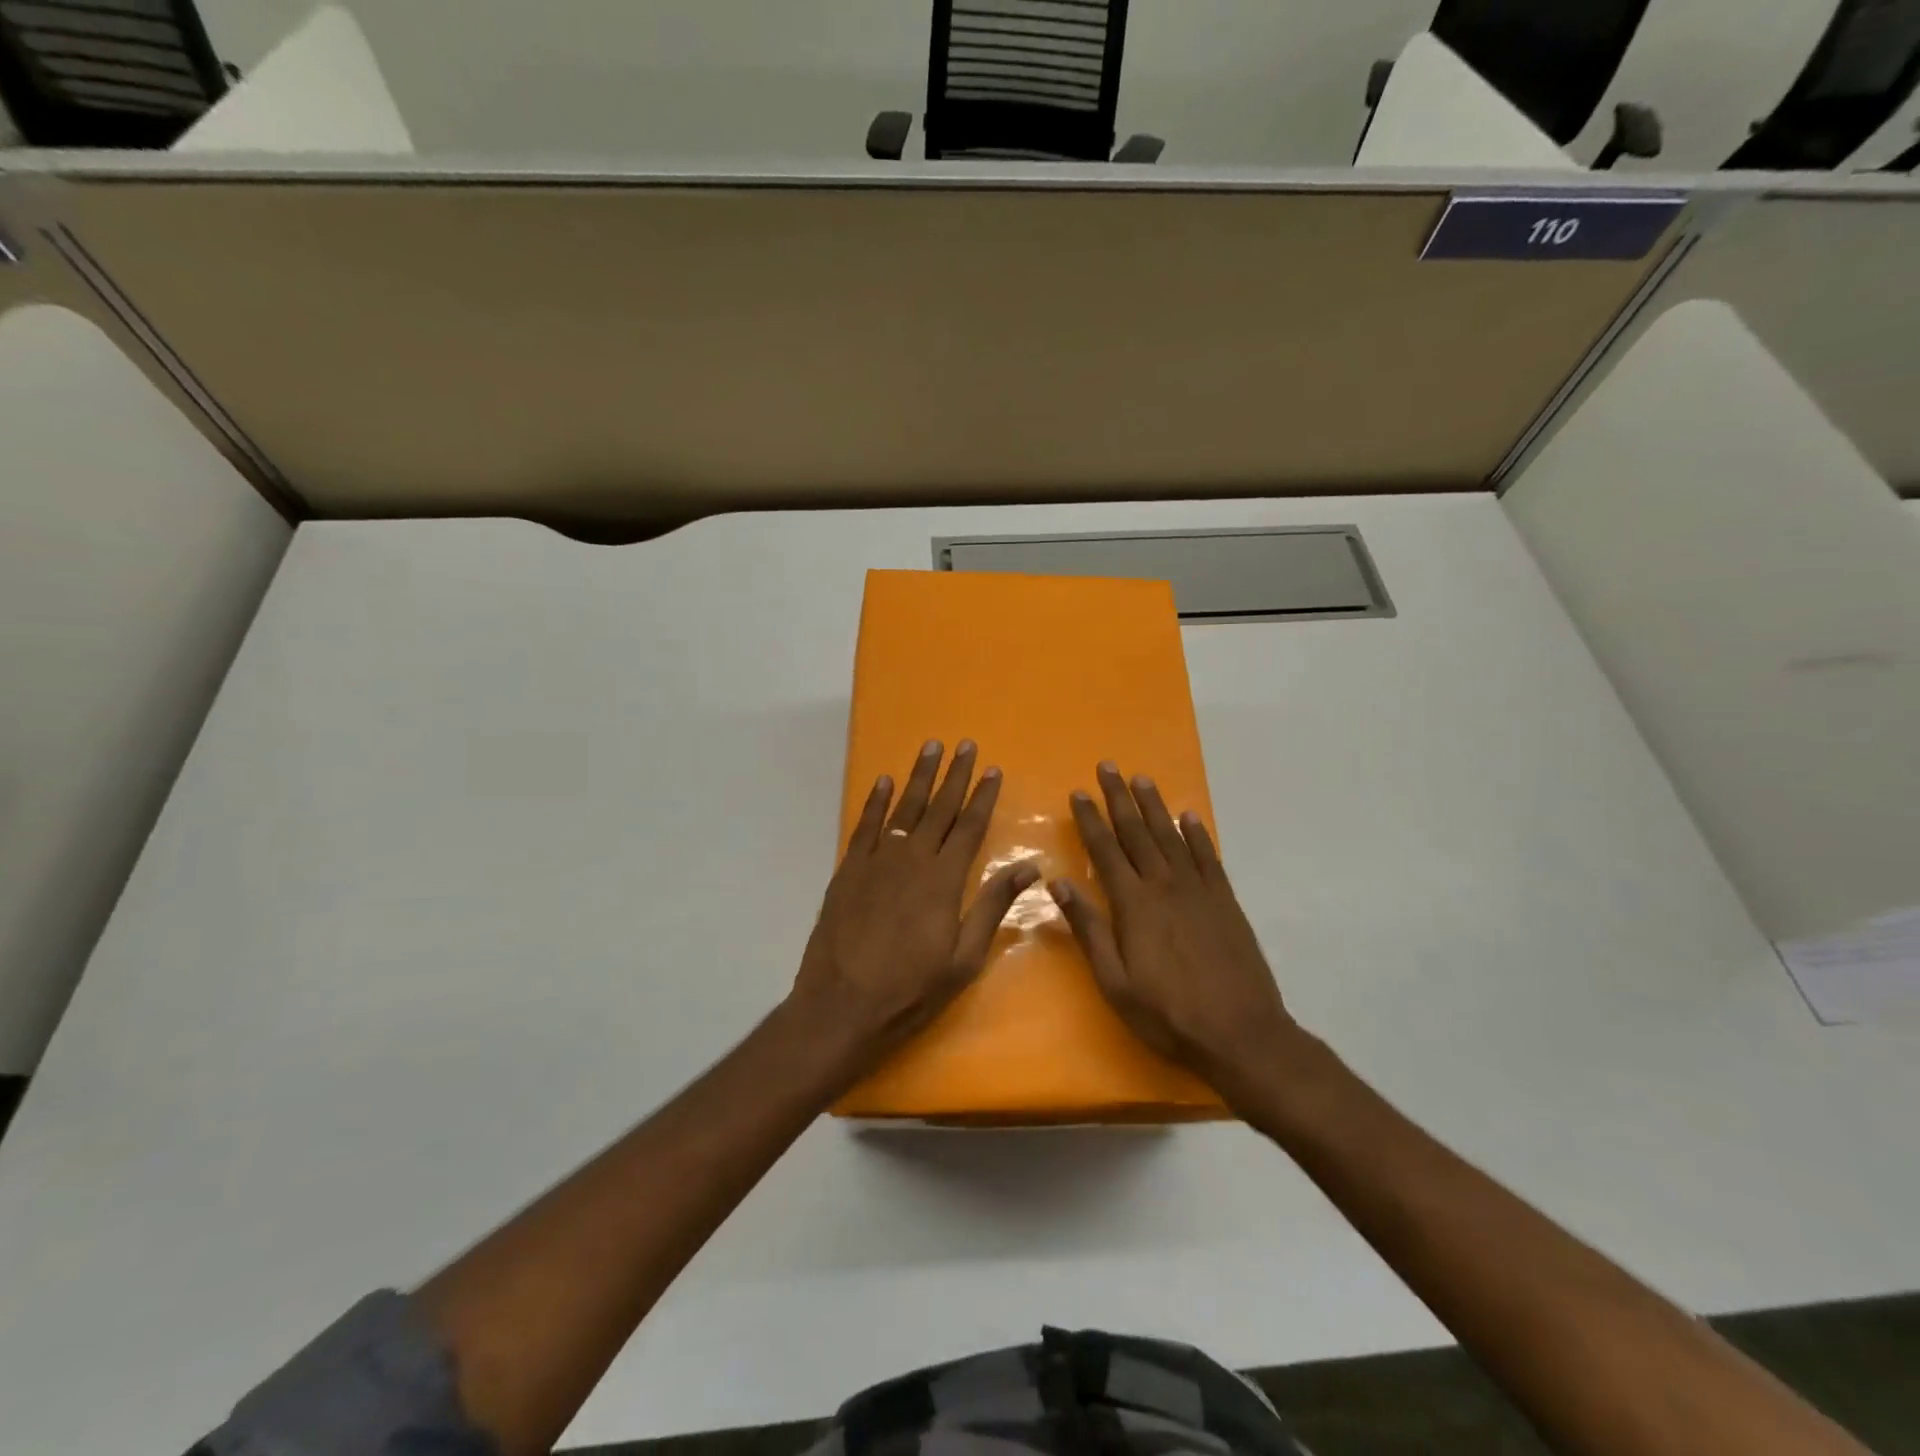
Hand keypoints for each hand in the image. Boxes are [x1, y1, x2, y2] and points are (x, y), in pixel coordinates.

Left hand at [790, 739, 1037, 1073]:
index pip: (969, 827)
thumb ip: (992, 906)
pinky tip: (884, 782)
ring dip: (919, 777)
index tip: (992, 769)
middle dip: (954, 774)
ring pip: (903, 808)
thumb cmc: (910, 990)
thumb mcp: (964, 958)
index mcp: (944, 880)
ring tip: (930, 748)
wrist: (840, 1006)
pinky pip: (865, 825)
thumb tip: (1029, 867)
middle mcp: (911, 859)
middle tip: (964, 744)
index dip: (982, 796)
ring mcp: (876, 861)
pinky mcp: (848, 870)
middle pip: (938, 808)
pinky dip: (875, 801)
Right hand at [1049, 762, 1297, 1096]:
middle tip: (1108, 766)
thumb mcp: (1115, 981)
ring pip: (1171, 836)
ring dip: (1154, 806)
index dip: (1091, 820)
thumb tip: (1057, 883)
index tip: (1079, 793)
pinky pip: (1208, 857)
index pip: (1105, 851)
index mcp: (1133, 905)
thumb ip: (1088, 929)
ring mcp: (1199, 891)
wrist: (1240, 1033)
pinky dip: (1196, 834)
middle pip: (1137, 832)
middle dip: (1119, 798)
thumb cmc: (1168, 1013)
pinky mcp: (1225, 901)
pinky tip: (1188, 817)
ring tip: (1142, 779)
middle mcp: (1164, 886)